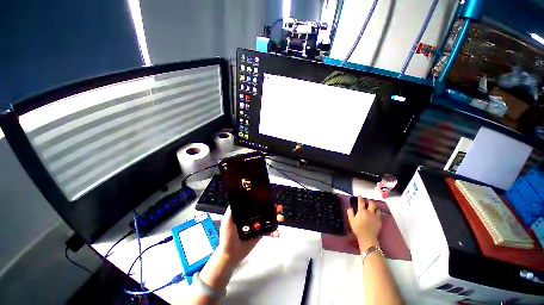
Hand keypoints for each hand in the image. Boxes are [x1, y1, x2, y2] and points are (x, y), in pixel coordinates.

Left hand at [215, 204, 283, 267]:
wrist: (230, 254)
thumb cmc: (227, 237)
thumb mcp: (227, 221)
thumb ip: (231, 211)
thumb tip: (236, 198)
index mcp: (245, 213)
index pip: (256, 205)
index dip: (264, 201)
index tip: (270, 199)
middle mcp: (252, 218)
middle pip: (265, 211)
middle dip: (273, 208)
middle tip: (279, 208)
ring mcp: (257, 226)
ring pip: (269, 220)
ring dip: (276, 218)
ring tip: (280, 218)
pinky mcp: (260, 234)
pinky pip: (269, 231)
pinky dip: (274, 231)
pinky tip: (277, 233)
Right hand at [347, 196, 380, 250]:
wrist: (367, 237)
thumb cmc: (358, 228)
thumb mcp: (351, 220)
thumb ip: (350, 212)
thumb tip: (350, 208)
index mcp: (362, 211)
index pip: (361, 202)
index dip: (360, 198)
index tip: (359, 196)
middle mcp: (370, 212)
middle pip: (371, 203)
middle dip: (369, 201)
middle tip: (367, 201)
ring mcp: (376, 216)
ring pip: (377, 209)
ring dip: (374, 207)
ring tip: (372, 207)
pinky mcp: (379, 221)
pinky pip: (379, 215)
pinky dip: (376, 213)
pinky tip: (374, 215)